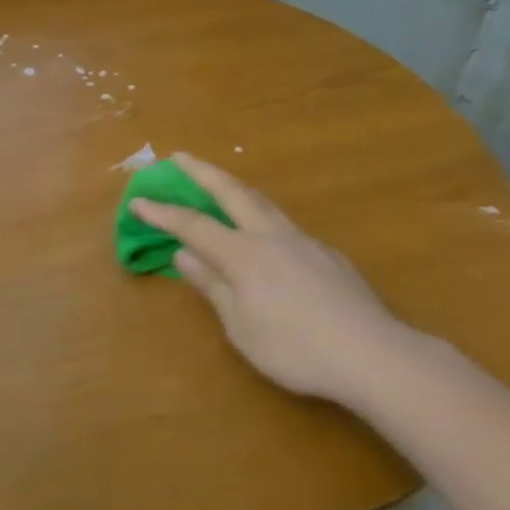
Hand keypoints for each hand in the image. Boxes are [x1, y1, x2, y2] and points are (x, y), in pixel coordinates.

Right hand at [132, 156, 408, 402]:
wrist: (370, 353)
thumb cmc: (295, 349)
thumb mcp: (241, 326)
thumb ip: (213, 286)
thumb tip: (185, 254)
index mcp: (243, 254)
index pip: (194, 225)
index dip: (163, 212)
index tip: (138, 199)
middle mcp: (271, 236)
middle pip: (232, 192)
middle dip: (202, 172)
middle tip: (179, 156)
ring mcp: (303, 241)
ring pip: (263, 202)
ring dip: (235, 187)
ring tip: (220, 184)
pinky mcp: (327, 254)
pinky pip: (284, 225)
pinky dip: (262, 217)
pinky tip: (266, 238)